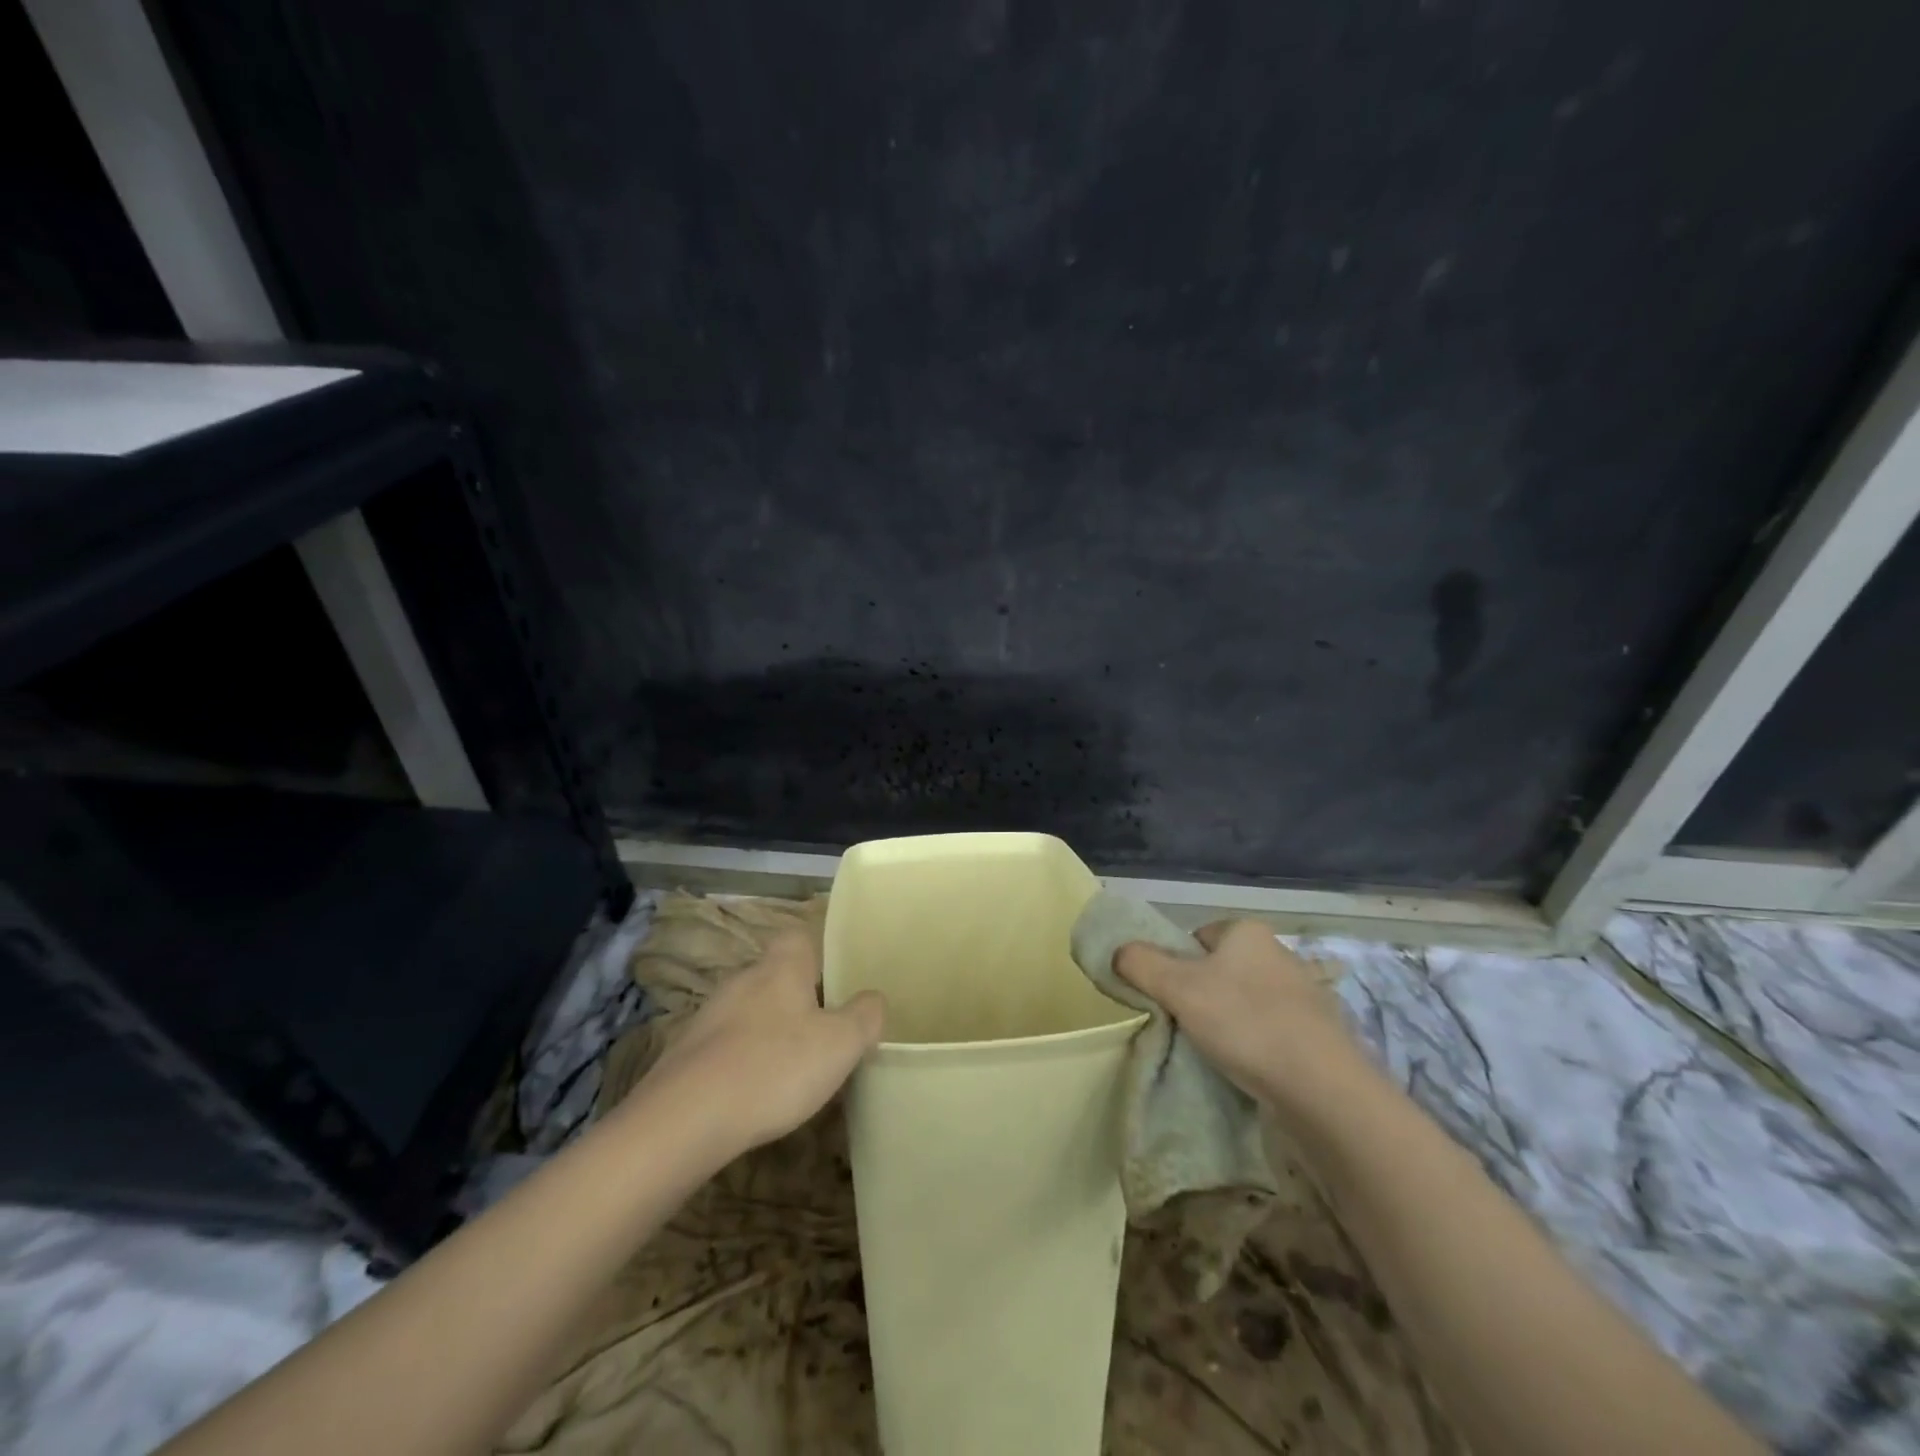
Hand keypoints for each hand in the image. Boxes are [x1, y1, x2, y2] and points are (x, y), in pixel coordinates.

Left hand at [639, 929, 886, 1154]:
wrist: (684, 1120)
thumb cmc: (774, 1068)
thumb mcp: (840, 1044)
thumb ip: (865, 1016)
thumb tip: (874, 998)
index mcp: (781, 967)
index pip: (799, 935)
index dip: (820, 953)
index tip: (838, 982)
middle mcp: (743, 979)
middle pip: (776, 975)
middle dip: (799, 999)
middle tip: (825, 1032)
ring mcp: (709, 1016)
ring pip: (751, 1011)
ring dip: (771, 1032)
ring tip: (794, 1069)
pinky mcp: (686, 1054)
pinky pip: (727, 1046)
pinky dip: (743, 1061)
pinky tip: (756, 1094)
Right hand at [1114, 920, 1353, 1108]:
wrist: (1323, 1088)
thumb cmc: (1245, 1022)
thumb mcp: (1177, 988)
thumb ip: (1140, 963)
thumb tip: (1119, 952)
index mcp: (1248, 932)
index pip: (1198, 937)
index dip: (1177, 964)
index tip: (1171, 997)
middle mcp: (1280, 954)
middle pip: (1222, 969)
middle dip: (1202, 994)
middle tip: (1187, 1025)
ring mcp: (1305, 995)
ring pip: (1247, 1001)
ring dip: (1229, 1022)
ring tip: (1216, 1051)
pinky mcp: (1319, 1034)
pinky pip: (1272, 1030)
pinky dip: (1256, 1044)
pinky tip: (1248, 1067)